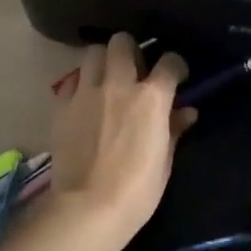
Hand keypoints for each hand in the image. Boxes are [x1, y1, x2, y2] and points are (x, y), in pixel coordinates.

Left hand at [48, 35, 194, 241]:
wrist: (88, 208)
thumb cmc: (137, 190)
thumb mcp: (165, 161)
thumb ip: (174, 129)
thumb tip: (187, 112)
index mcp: (151, 97)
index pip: (169, 61)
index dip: (175, 65)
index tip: (176, 75)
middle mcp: (118, 84)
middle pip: (123, 42)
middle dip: (132, 49)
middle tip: (135, 69)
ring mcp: (86, 93)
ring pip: (93, 52)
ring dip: (104, 60)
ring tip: (108, 78)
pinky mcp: (62, 106)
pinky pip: (71, 81)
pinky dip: (80, 85)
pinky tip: (85, 100)